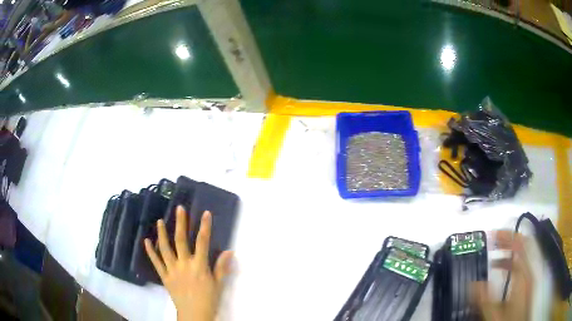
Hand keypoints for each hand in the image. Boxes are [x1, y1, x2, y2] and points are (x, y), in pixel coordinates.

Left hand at [145, 206, 232, 320]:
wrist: (194, 315)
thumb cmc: (209, 300)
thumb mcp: (218, 284)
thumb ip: (221, 267)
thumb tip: (228, 251)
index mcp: (199, 266)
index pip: (203, 242)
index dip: (205, 227)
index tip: (205, 213)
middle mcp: (184, 265)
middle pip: (181, 241)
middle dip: (181, 223)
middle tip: (179, 209)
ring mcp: (172, 270)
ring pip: (165, 249)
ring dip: (162, 234)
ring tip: (160, 221)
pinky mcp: (165, 277)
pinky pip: (156, 262)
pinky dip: (151, 252)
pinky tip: (146, 241)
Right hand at [472, 231, 532, 320]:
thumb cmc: (509, 319)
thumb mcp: (495, 314)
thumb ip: (485, 299)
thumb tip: (473, 283)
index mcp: (523, 274)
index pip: (519, 246)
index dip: (507, 236)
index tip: (493, 235)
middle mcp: (529, 269)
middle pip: (523, 245)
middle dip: (509, 239)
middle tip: (494, 239)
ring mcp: (530, 274)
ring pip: (523, 253)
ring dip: (510, 249)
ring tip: (495, 252)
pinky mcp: (528, 280)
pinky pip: (522, 262)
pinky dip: (512, 259)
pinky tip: (502, 267)